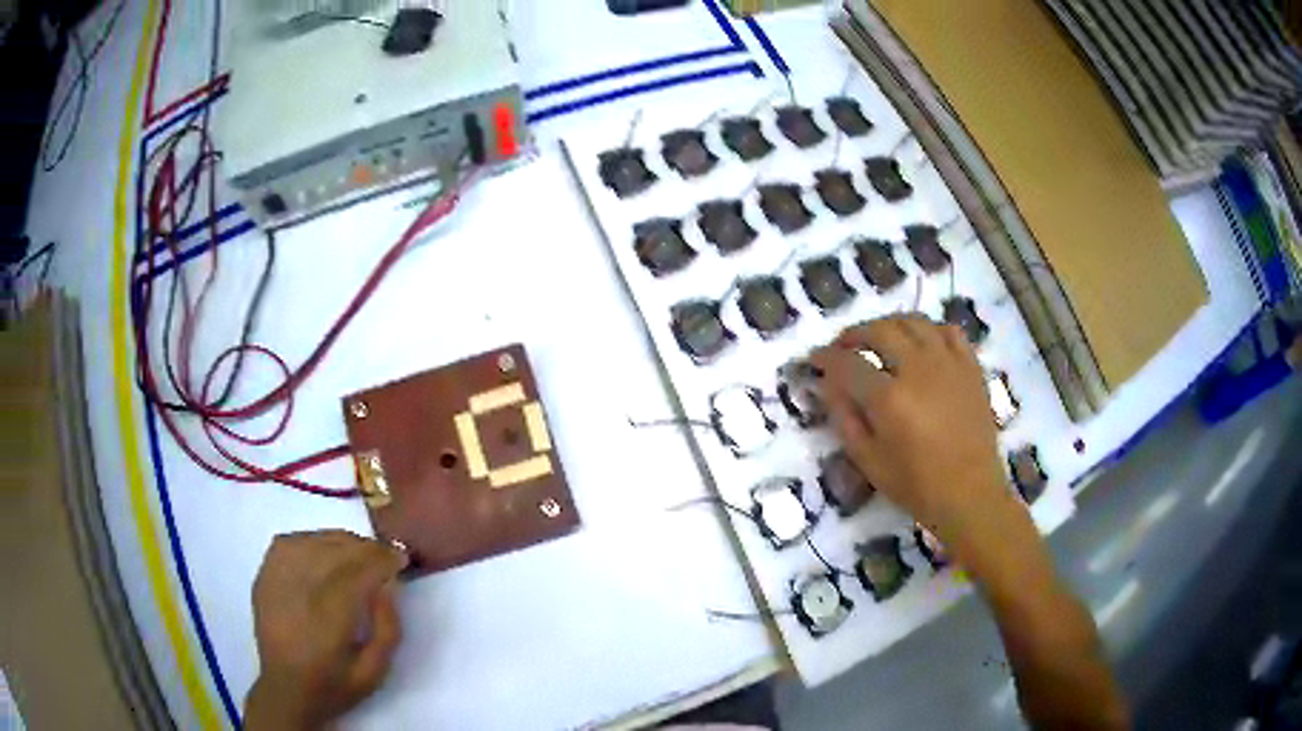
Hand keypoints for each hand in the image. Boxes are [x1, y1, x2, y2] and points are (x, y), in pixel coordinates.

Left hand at [245, 530, 407, 729]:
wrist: (285, 690)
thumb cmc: (334, 685)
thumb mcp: (375, 672)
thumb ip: (388, 629)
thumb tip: (387, 586)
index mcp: (328, 623)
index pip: (358, 574)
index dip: (382, 560)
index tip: (401, 558)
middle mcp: (299, 594)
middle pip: (335, 552)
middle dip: (366, 548)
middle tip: (385, 554)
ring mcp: (276, 581)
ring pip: (312, 542)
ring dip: (341, 541)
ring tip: (359, 551)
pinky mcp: (264, 577)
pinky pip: (289, 543)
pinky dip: (312, 540)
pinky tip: (325, 550)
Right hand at [811, 315, 1018, 556]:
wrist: (970, 494)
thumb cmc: (916, 486)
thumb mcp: (868, 461)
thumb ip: (845, 418)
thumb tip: (829, 385)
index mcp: (889, 398)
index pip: (848, 363)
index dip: (826, 358)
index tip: (815, 360)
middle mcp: (918, 369)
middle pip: (880, 330)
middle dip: (855, 334)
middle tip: (844, 347)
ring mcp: (948, 363)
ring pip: (914, 322)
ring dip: (890, 325)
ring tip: (880, 339)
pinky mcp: (971, 367)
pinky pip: (948, 331)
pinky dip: (929, 330)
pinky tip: (922, 344)